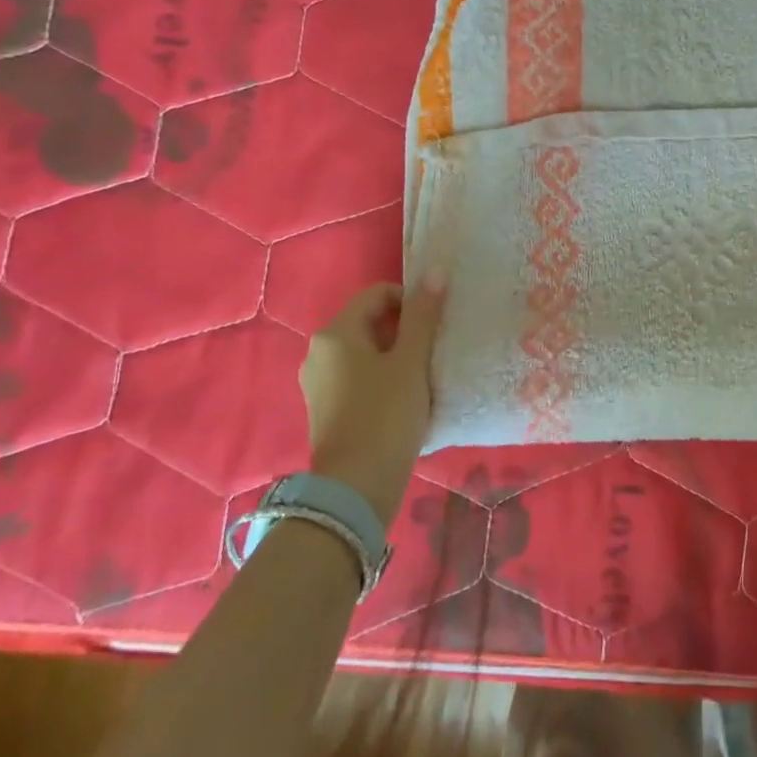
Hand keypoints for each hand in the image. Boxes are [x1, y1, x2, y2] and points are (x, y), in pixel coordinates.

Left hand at [299, 276, 444, 518]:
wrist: (356, 486)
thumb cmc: (387, 414)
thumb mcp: (412, 361)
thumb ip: (423, 315)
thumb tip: (434, 271)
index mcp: (336, 333)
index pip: (378, 294)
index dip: (412, 301)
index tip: (437, 325)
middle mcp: (319, 351)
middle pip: (371, 322)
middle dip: (406, 330)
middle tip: (435, 351)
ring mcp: (319, 382)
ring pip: (366, 352)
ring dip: (397, 356)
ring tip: (424, 377)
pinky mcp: (326, 408)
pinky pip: (359, 377)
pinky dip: (383, 378)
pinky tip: (405, 400)